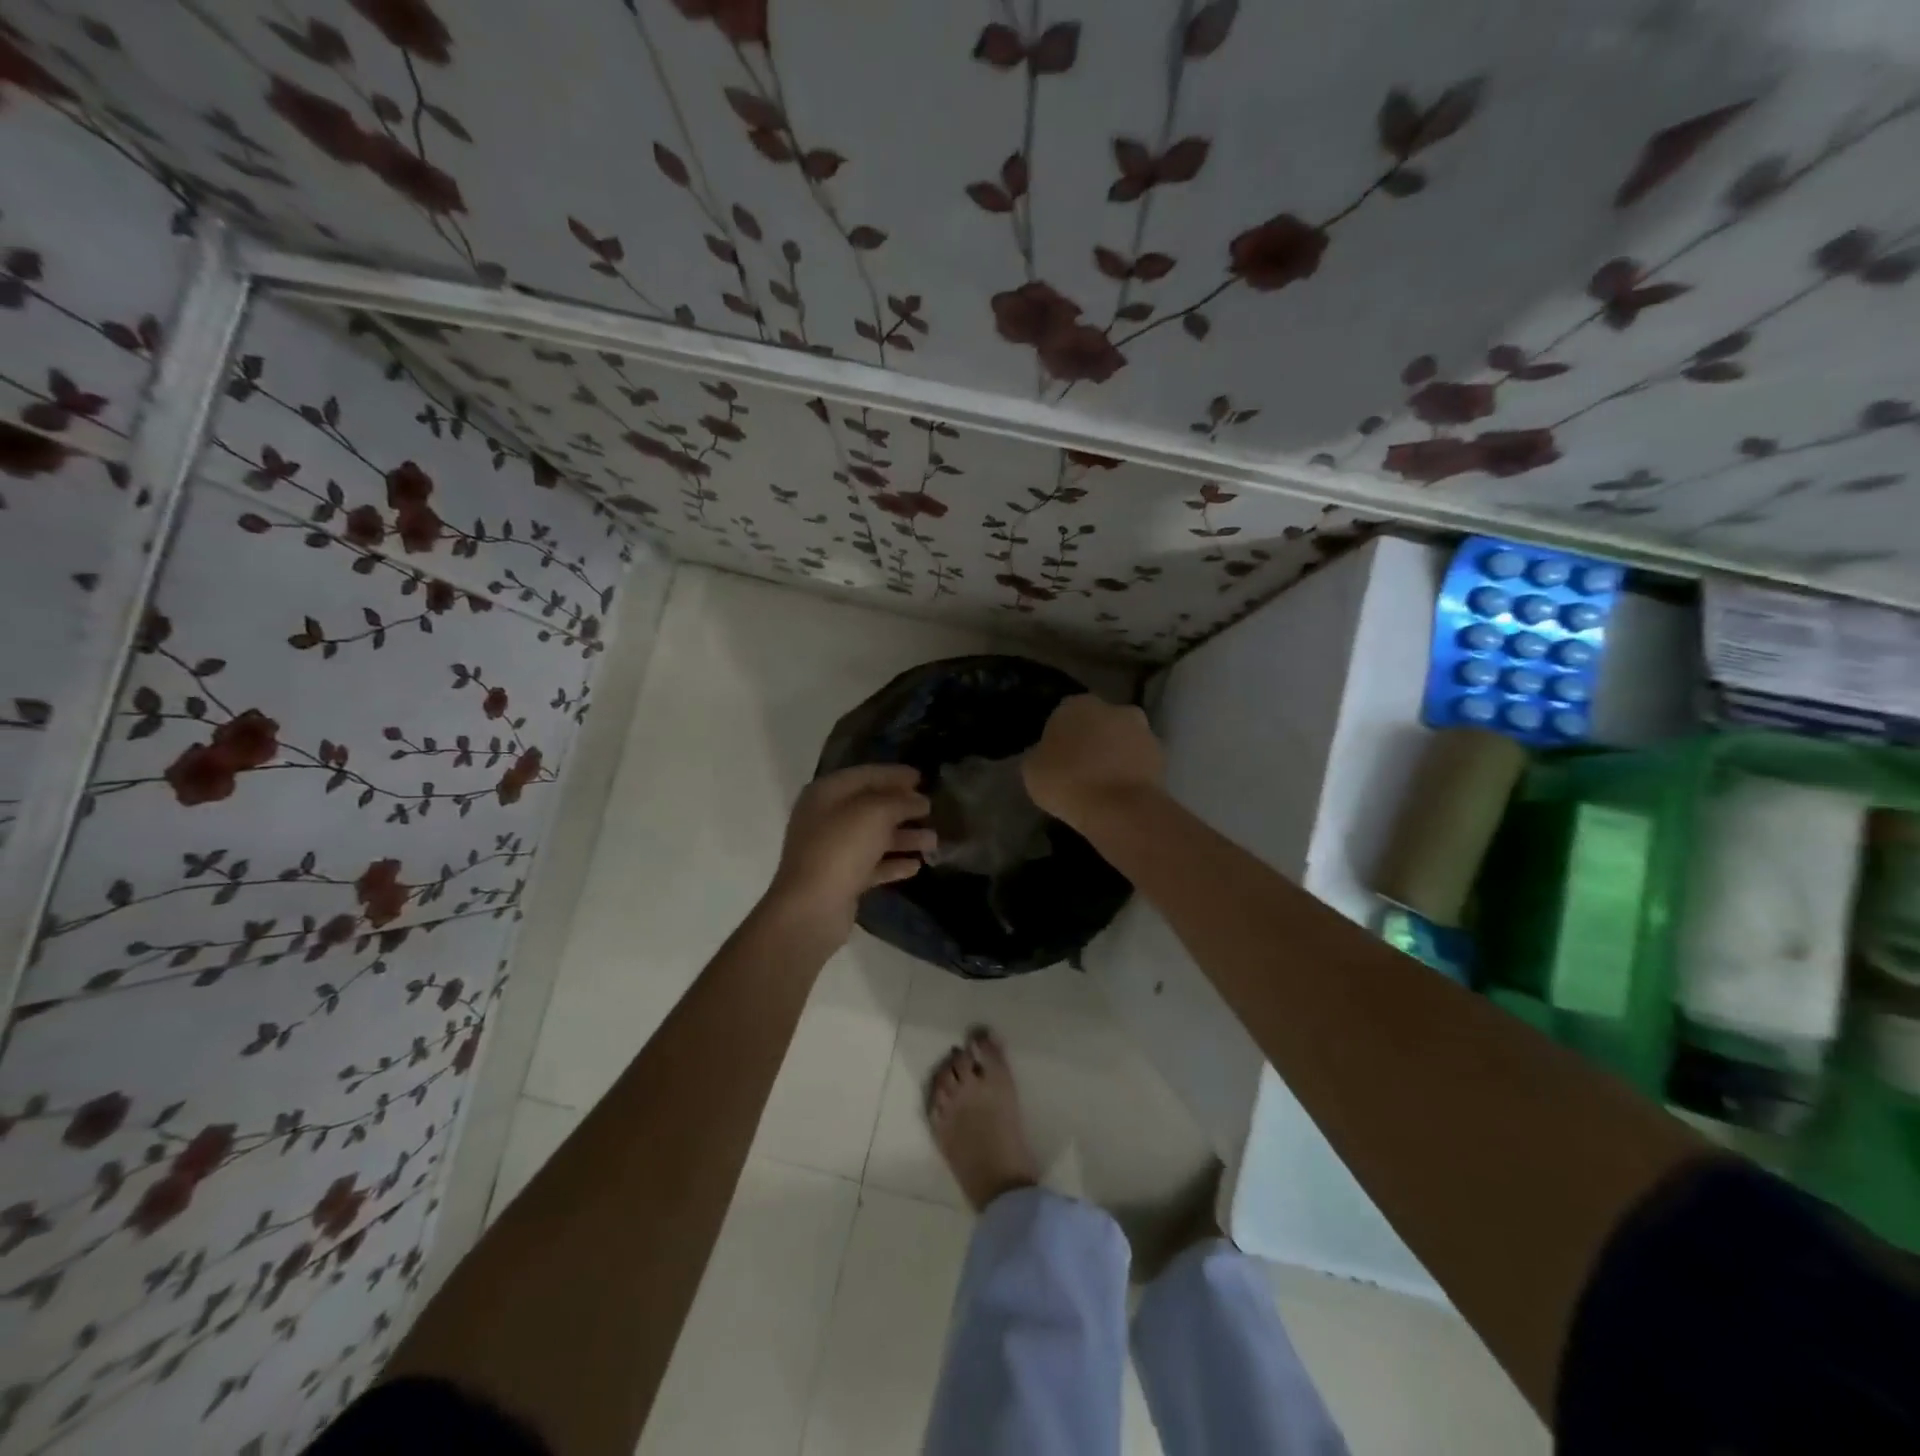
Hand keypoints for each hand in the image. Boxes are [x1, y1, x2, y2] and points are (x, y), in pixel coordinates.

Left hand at [764, 764, 934, 943]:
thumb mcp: (876, 814)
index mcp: (827, 793)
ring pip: (874, 837)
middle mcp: (826, 818)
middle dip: (902, 807)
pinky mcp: (841, 879)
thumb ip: (900, 802)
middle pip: (870, 806)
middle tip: (931, 808)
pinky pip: (872, 864)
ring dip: (904, 837)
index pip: (865, 775)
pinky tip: (916, 866)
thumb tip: (918, 800)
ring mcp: (832, 850)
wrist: (812, 908)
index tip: (922, 777)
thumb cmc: (841, 849)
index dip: (894, 774)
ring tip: (934, 841)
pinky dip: (893, 863)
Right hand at [1022, 695, 1163, 831]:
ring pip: (1121, 741)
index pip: (1063, 714)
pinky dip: (1130, 773)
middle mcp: (1114, 708)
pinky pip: (1138, 762)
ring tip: (1101, 786)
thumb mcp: (1031, 770)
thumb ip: (1039, 754)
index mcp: (1077, 704)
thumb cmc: (1067, 782)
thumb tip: (1045, 754)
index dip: (1058, 736)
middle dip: (1090, 741)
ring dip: (1114, 756)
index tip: (1054, 758)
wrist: (1119, 809)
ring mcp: (1142, 731)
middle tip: (1078, 770)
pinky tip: (1119, 794)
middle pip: (1097, 723)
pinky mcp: (1162, 756)